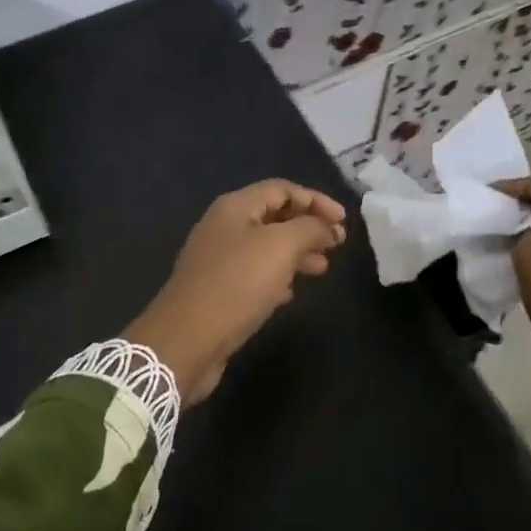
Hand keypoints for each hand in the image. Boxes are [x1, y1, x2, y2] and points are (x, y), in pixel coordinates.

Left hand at [126, 180, 348, 404]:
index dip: (316, 200)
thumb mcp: (280, 247)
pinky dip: (278, 277)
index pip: (282, 190)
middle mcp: (224, 228)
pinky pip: (255, 275)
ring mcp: (218, 261)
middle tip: (337, 245)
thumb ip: (309, 228)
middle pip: (274, 217)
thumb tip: (326, 227)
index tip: (344, 221)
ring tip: (323, 269)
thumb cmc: (236, 284)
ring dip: (297, 253)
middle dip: (308, 227)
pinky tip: (291, 293)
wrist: (187, 340)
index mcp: (235, 207)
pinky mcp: (217, 291)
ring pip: (266, 247)